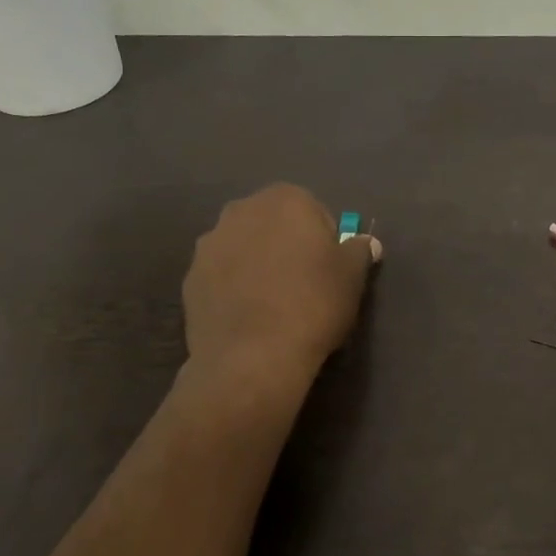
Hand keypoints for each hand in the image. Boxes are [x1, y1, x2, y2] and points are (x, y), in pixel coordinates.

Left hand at [183, 185, 380, 383]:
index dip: (325, 242)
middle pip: (273, 225)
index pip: (314, 212)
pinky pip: (221, 276)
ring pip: (244, 248)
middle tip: (303, 286)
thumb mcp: (352, 277)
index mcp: (285, 199)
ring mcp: (210, 244)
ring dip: (256, 265)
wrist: (252, 357)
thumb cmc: (313, 304)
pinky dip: (233, 289)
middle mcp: (241, 210)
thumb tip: (365, 243)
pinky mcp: (190, 278)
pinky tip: (248, 318)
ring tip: (272, 305)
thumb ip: (359, 251)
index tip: (329, 271)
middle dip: (286, 247)